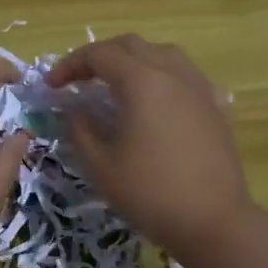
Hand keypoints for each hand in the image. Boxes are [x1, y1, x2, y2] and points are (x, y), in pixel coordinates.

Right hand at [45, 34, 252, 265]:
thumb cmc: (150, 193)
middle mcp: (173, 74)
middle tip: (79, 80)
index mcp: (142, 82)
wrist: (214, 222)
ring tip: (116, 85)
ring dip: (133, 61)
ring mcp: (199, 88)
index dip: (70, 65)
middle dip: (100, 56)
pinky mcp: (215, 107)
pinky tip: (156, 102)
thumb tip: (74, 111)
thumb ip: (80, 130)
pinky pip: (185, 76)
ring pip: (162, 54)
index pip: (99, 55)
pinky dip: (162, 77)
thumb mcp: (100, 165)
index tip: (52, 86)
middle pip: (131, 45)